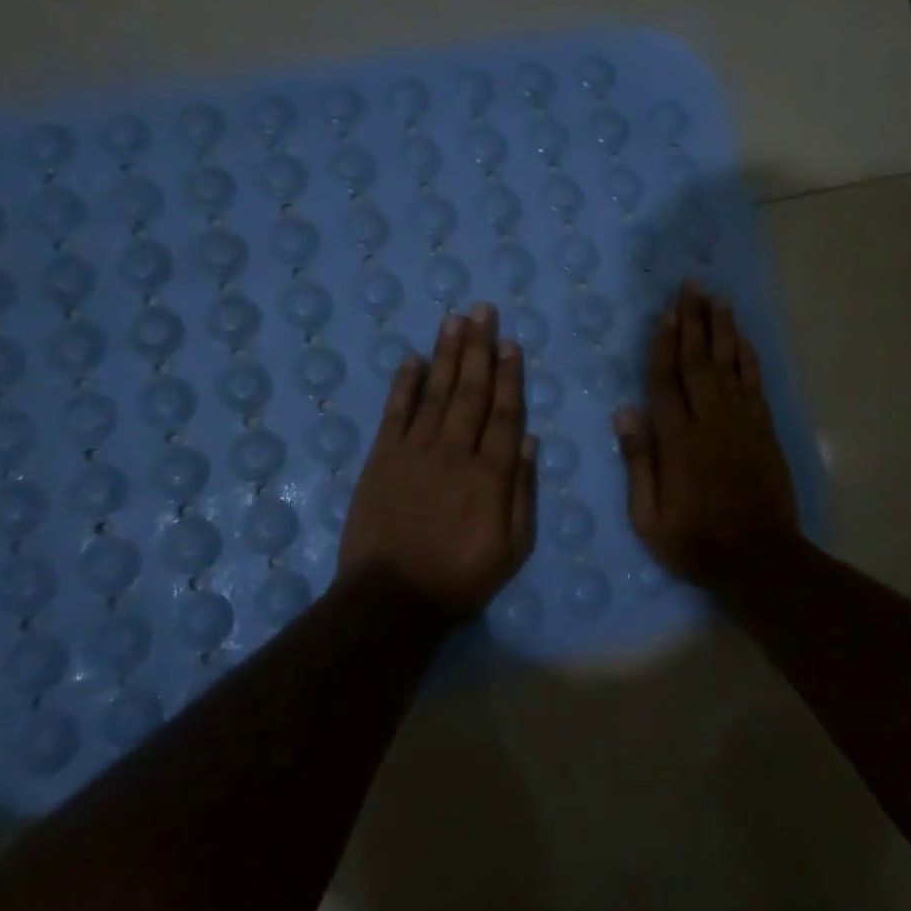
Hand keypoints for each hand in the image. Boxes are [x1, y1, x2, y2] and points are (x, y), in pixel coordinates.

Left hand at [339, 303, 537, 614]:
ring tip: (455, 319)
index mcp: (490, 474)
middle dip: (479, 348)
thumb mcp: (513, 547)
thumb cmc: (461, 577)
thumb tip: (528, 439)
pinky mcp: (382, 459)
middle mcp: (454, 451)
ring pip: (435, 392)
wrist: (391, 600)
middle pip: (470, 391)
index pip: (503, 412)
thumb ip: (523, 491)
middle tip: (483, 310)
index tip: (511, 343)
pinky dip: (404, 384)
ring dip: (447, 354)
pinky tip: (412, 359)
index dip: (509, 375)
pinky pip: (395, 413)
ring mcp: (414, 451)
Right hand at [614, 283, 801, 588]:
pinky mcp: (764, 428)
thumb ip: (638, 462)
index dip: (664, 344)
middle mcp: (710, 420)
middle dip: (693, 321)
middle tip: (690, 287)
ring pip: (730, 363)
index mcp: (678, 440)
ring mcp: (742, 421)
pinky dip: (747, 355)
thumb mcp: (649, 517)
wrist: (760, 558)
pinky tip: (742, 337)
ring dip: (722, 328)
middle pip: (699, 361)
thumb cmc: (696, 541)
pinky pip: (754, 381)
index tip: (665, 314)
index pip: (666, 381)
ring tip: (716, 298)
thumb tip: (625, 411)